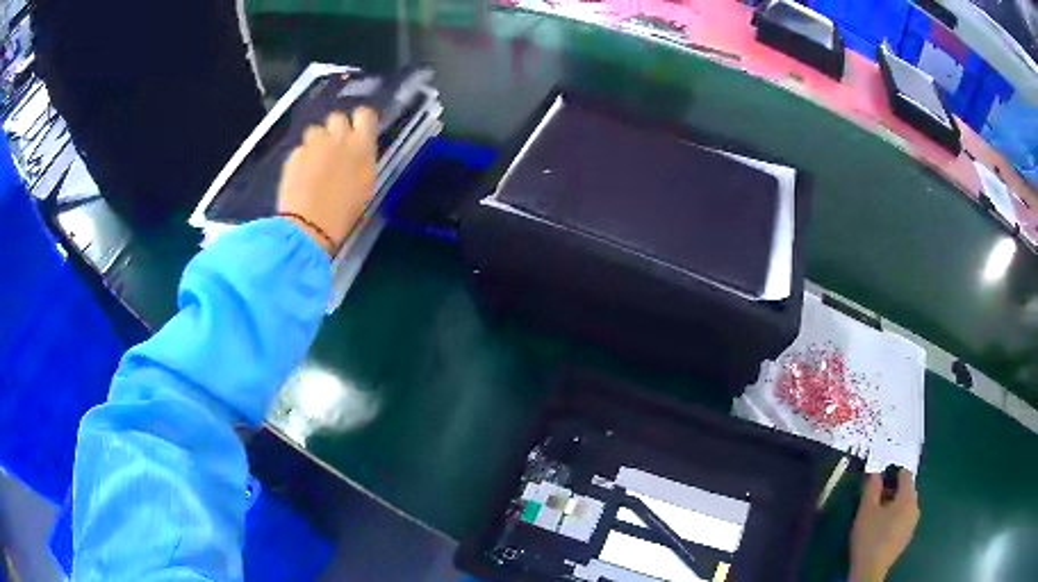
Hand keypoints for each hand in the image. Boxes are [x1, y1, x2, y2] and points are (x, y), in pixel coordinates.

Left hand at [277, 107, 378, 255]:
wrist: (309, 227)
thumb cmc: (345, 212)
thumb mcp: (366, 184)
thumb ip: (362, 160)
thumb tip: (358, 152)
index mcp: (362, 145)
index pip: (365, 114)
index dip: (360, 121)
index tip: (358, 131)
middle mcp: (338, 138)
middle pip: (337, 117)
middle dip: (335, 129)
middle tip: (334, 149)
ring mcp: (313, 145)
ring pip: (315, 131)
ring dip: (316, 142)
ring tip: (315, 163)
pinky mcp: (294, 156)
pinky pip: (300, 150)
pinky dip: (301, 159)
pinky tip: (301, 177)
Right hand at [849, 469, 919, 581]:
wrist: (870, 570)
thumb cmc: (869, 537)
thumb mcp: (866, 510)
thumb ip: (872, 487)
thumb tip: (875, 472)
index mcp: (908, 497)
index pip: (905, 474)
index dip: (892, 474)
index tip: (878, 484)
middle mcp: (915, 507)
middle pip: (906, 490)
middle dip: (892, 492)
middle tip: (875, 502)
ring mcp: (912, 523)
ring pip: (905, 506)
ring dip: (894, 506)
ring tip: (877, 517)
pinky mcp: (907, 537)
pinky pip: (904, 520)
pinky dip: (895, 519)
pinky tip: (881, 531)